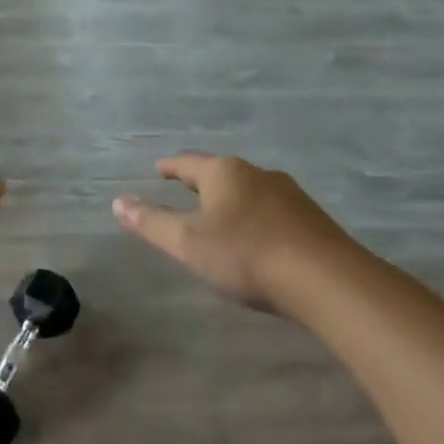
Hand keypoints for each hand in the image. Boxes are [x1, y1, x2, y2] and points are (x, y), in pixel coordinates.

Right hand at [113, 154, 353, 313]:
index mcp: (224, 173)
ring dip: (232, 199)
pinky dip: (256, 216)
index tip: (159, 168)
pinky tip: (257, 236)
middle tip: (186, 188)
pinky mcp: (311, 219)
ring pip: (250, 190)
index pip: (189, 164)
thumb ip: (152, 223)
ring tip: (220, 214)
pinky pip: (272, 210)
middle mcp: (257, 174)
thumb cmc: (246, 255)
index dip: (171, 167)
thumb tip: (118, 202)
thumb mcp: (189, 243)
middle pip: (222, 173)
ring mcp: (289, 194)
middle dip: (202, 181)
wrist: (325, 279)